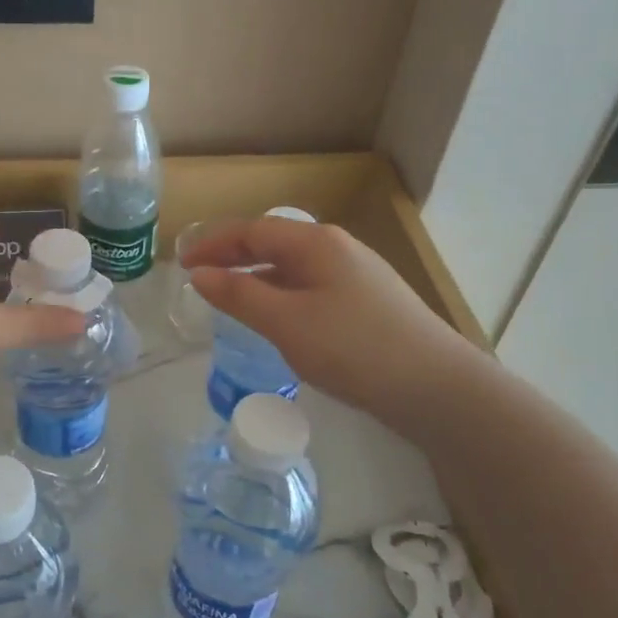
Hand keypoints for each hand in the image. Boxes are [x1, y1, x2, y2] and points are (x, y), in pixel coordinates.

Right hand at [183, 217, 467, 419]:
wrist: (436, 386)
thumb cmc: (353, 347)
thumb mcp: (286, 322)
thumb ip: (239, 295)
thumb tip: (199, 274)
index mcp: (316, 243)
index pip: (253, 231)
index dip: (214, 244)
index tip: (182, 264)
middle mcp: (338, 248)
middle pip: (275, 244)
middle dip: (235, 257)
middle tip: (202, 279)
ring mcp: (358, 274)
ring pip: (295, 267)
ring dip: (259, 278)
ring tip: (232, 300)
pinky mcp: (369, 302)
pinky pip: (312, 287)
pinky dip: (283, 295)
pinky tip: (280, 320)